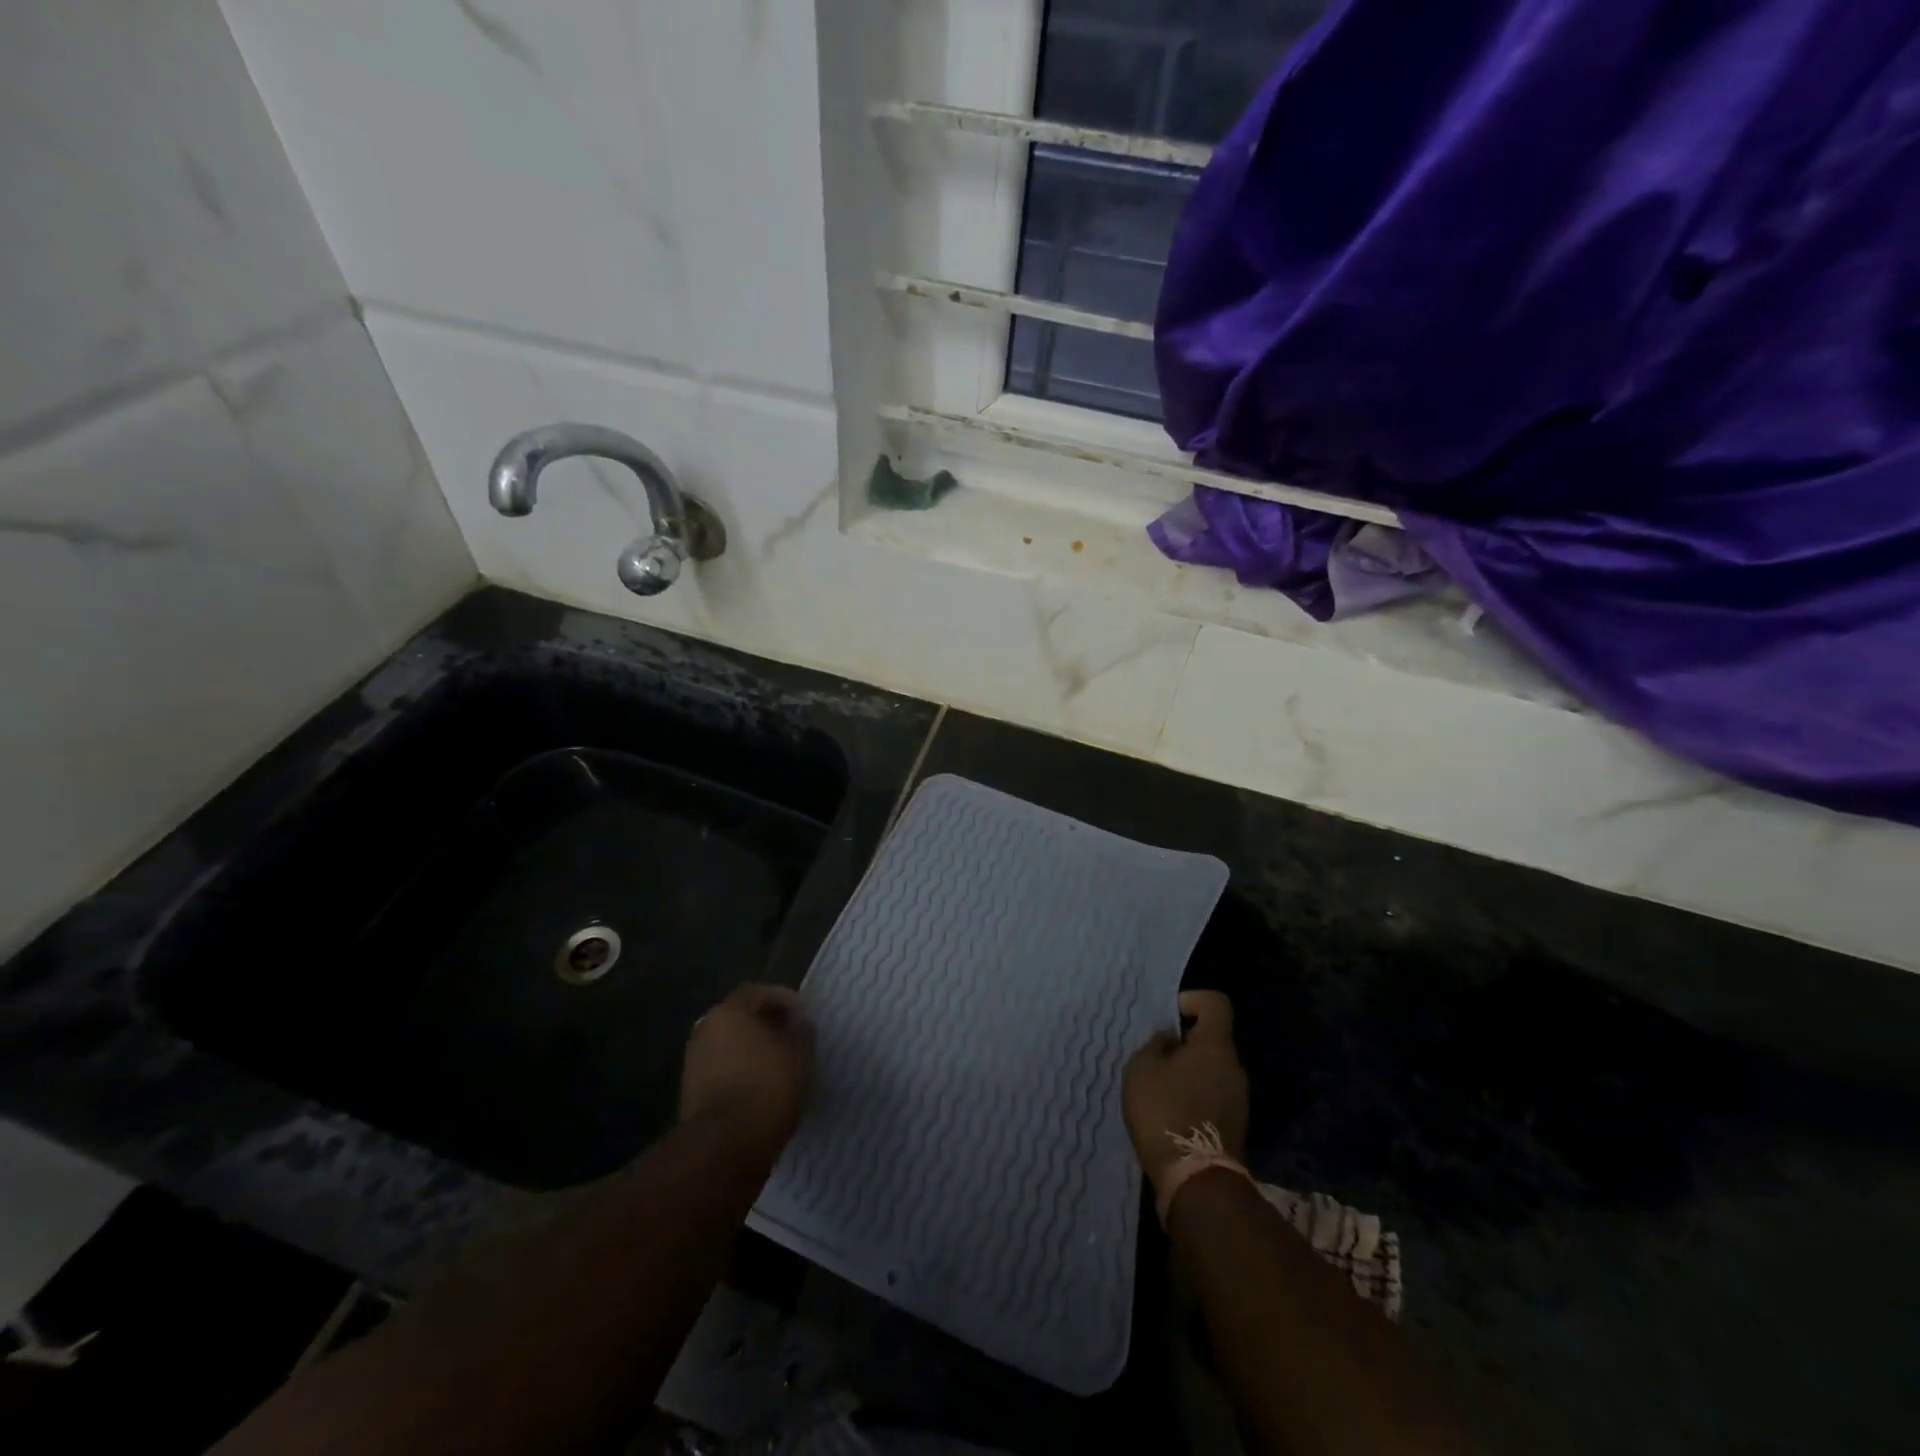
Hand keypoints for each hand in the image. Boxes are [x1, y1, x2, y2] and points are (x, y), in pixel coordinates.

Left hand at [679, 985, 815, 1153]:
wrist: (723, 1146)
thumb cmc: (767, 1086)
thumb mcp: (800, 1053)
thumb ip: (802, 1031)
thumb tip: (798, 1025)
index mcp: (728, 1012)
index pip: (757, 993)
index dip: (784, 999)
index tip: (804, 1015)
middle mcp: (705, 1030)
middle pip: (741, 1018)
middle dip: (768, 1024)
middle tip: (793, 1037)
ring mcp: (695, 1063)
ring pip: (731, 1046)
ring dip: (755, 1050)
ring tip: (782, 1065)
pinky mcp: (692, 1093)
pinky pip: (724, 1071)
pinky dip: (743, 1072)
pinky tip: (763, 1087)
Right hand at [1123, 991, 1248, 1199]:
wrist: (1196, 1180)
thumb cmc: (1165, 1112)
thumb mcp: (1142, 1069)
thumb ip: (1156, 1045)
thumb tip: (1170, 1039)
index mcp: (1215, 1045)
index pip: (1215, 1002)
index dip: (1191, 1000)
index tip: (1168, 1018)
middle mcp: (1234, 1066)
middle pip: (1212, 1037)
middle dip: (1184, 1041)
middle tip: (1155, 1056)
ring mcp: (1239, 1097)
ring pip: (1212, 1068)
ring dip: (1188, 1071)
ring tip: (1159, 1087)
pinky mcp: (1235, 1124)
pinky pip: (1214, 1093)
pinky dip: (1194, 1094)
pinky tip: (1171, 1112)